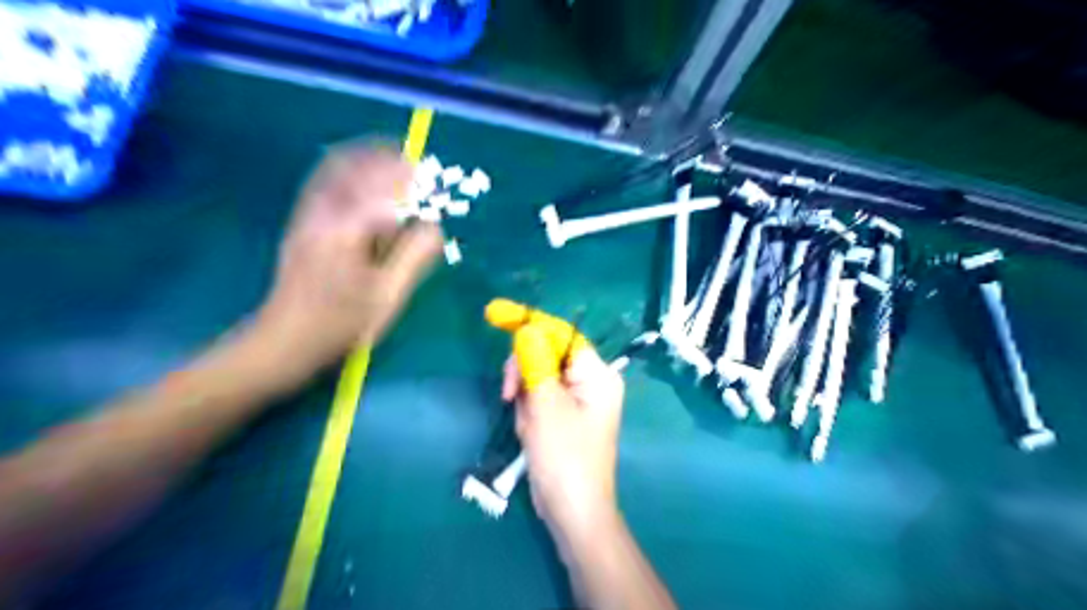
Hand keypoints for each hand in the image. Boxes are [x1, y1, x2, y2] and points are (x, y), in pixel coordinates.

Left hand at [254, 145, 440, 377]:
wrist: (284, 340)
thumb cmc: (341, 324)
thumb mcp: (387, 297)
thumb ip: (414, 258)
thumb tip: (435, 228)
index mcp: (348, 231)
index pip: (385, 190)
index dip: (412, 183)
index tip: (433, 183)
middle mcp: (324, 214)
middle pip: (357, 167)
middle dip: (389, 160)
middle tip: (415, 164)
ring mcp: (308, 216)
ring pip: (337, 169)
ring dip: (367, 159)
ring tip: (393, 160)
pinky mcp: (301, 224)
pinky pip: (324, 182)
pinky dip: (347, 170)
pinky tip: (361, 177)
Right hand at [487, 300, 624, 548]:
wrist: (572, 513)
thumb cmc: (564, 458)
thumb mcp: (546, 406)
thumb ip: (536, 363)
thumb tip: (527, 329)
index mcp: (596, 374)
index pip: (561, 334)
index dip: (530, 322)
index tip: (496, 313)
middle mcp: (590, 380)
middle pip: (547, 352)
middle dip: (524, 369)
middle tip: (510, 395)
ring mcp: (577, 398)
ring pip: (538, 374)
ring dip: (524, 393)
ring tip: (526, 423)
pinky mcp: (563, 414)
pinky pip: (539, 396)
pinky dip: (528, 408)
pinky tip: (530, 430)